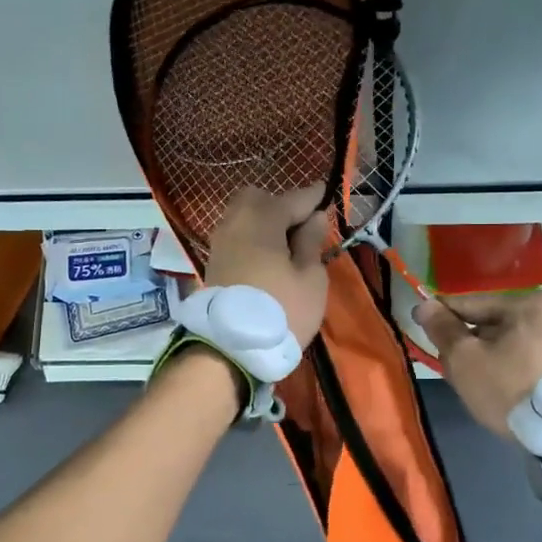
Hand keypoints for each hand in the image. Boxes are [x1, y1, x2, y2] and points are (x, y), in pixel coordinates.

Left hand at [204, 186, 331, 347]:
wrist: (230, 348)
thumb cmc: (282, 310)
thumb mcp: (310, 278)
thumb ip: (312, 242)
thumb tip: (314, 217)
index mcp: (263, 218)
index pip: (295, 198)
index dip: (315, 196)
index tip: (328, 192)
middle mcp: (236, 221)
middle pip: (259, 199)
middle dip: (281, 206)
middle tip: (303, 228)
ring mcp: (220, 241)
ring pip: (244, 217)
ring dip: (266, 223)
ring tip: (288, 247)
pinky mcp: (214, 261)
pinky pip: (237, 236)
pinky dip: (253, 239)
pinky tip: (269, 257)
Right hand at [415, 289, 541, 439]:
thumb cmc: (509, 388)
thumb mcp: (465, 359)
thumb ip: (443, 329)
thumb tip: (424, 305)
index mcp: (529, 303)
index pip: (473, 304)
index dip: (443, 316)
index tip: (420, 323)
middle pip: (494, 324)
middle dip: (469, 342)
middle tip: (448, 365)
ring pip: (511, 342)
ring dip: (489, 356)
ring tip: (471, 381)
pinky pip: (530, 358)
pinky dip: (511, 367)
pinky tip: (497, 387)